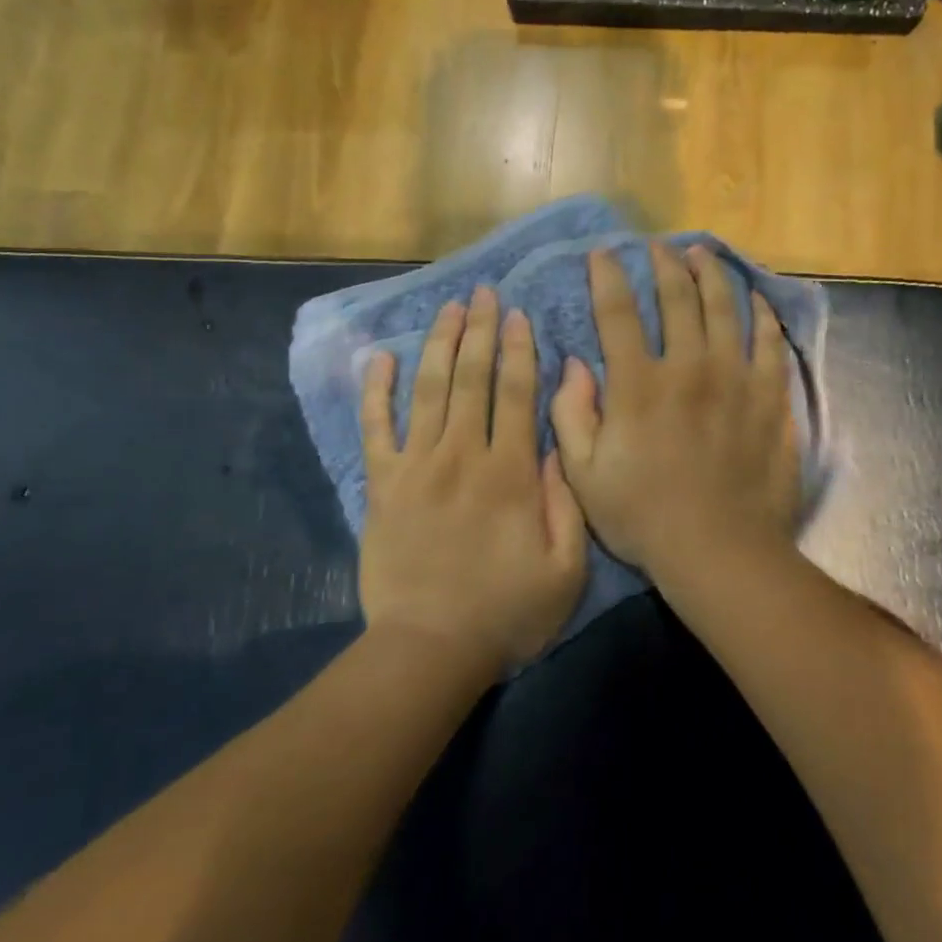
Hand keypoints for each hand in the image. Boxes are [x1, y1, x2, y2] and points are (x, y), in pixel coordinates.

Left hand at [359, 287, 588, 672]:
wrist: (429, 649)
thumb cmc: (506, 612)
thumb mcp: (566, 568)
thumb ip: (566, 501)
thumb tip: (557, 443)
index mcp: (510, 472)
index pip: (517, 394)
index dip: (518, 350)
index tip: (517, 314)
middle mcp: (463, 455)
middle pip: (471, 378)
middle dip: (479, 331)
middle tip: (482, 292)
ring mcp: (417, 467)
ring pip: (428, 390)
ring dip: (438, 344)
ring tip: (447, 308)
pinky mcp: (382, 486)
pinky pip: (376, 428)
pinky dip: (375, 391)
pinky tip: (378, 357)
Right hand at [550, 242, 800, 583]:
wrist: (719, 550)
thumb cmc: (644, 517)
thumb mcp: (584, 475)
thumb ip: (572, 414)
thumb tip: (574, 364)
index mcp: (638, 384)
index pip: (618, 312)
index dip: (608, 277)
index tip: (603, 254)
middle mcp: (687, 367)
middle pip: (677, 297)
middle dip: (665, 265)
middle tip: (659, 247)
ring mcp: (734, 378)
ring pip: (724, 308)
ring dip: (712, 275)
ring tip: (703, 254)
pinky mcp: (769, 397)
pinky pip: (768, 342)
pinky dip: (760, 315)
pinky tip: (755, 299)